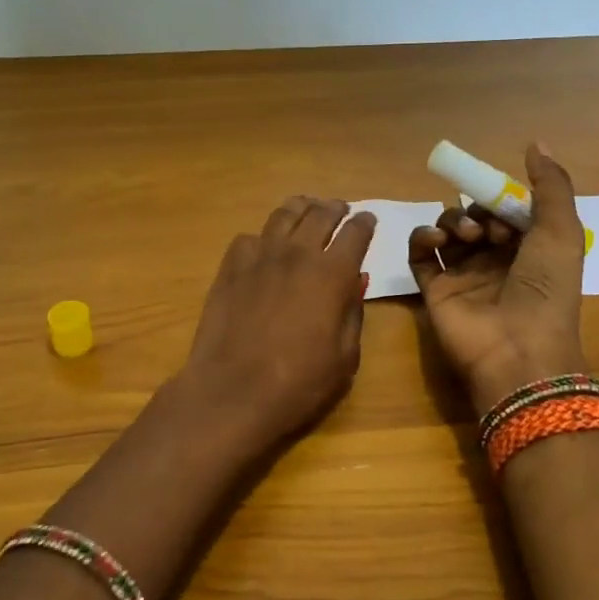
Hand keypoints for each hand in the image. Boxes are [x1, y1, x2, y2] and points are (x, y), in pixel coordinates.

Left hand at [177, 196, 374, 450]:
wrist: (232, 391)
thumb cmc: (299, 383)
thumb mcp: (345, 357)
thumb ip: (353, 313)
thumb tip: (355, 281)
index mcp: (333, 273)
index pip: (356, 233)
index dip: (365, 223)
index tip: (368, 221)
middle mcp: (298, 253)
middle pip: (320, 214)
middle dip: (335, 208)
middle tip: (339, 209)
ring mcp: (260, 256)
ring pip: (284, 215)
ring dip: (301, 208)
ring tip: (306, 208)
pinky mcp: (230, 267)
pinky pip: (250, 238)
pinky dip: (264, 236)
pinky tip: (265, 245)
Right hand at [409, 144, 588, 414]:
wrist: (518, 349)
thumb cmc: (546, 289)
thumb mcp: (562, 231)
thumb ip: (551, 185)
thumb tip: (534, 142)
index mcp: (529, 249)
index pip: (508, 210)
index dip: (504, 200)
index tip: (506, 205)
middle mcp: (495, 260)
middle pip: (475, 216)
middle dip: (479, 211)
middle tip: (489, 230)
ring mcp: (462, 274)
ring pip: (447, 230)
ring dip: (453, 221)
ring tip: (465, 237)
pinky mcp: (434, 289)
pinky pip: (419, 253)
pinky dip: (422, 237)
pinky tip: (433, 239)